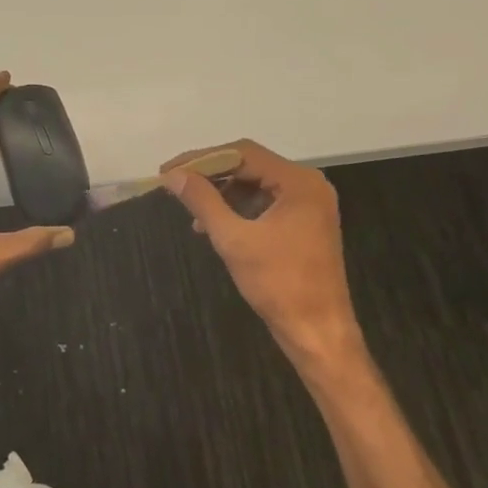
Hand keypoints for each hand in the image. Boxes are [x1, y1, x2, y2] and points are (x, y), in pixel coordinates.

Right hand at [160, 140, 363, 369]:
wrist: (318, 334)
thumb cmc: (278, 284)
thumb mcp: (234, 240)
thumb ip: (203, 201)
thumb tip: (174, 176)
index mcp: (299, 182)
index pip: (243, 154)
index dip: (202, 159)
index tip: (169, 170)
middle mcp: (308, 185)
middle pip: (250, 165)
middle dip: (211, 174)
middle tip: (175, 184)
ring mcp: (309, 204)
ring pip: (256, 184)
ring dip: (222, 193)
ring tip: (191, 209)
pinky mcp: (304, 223)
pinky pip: (265, 202)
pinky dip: (238, 208)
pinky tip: (213, 224)